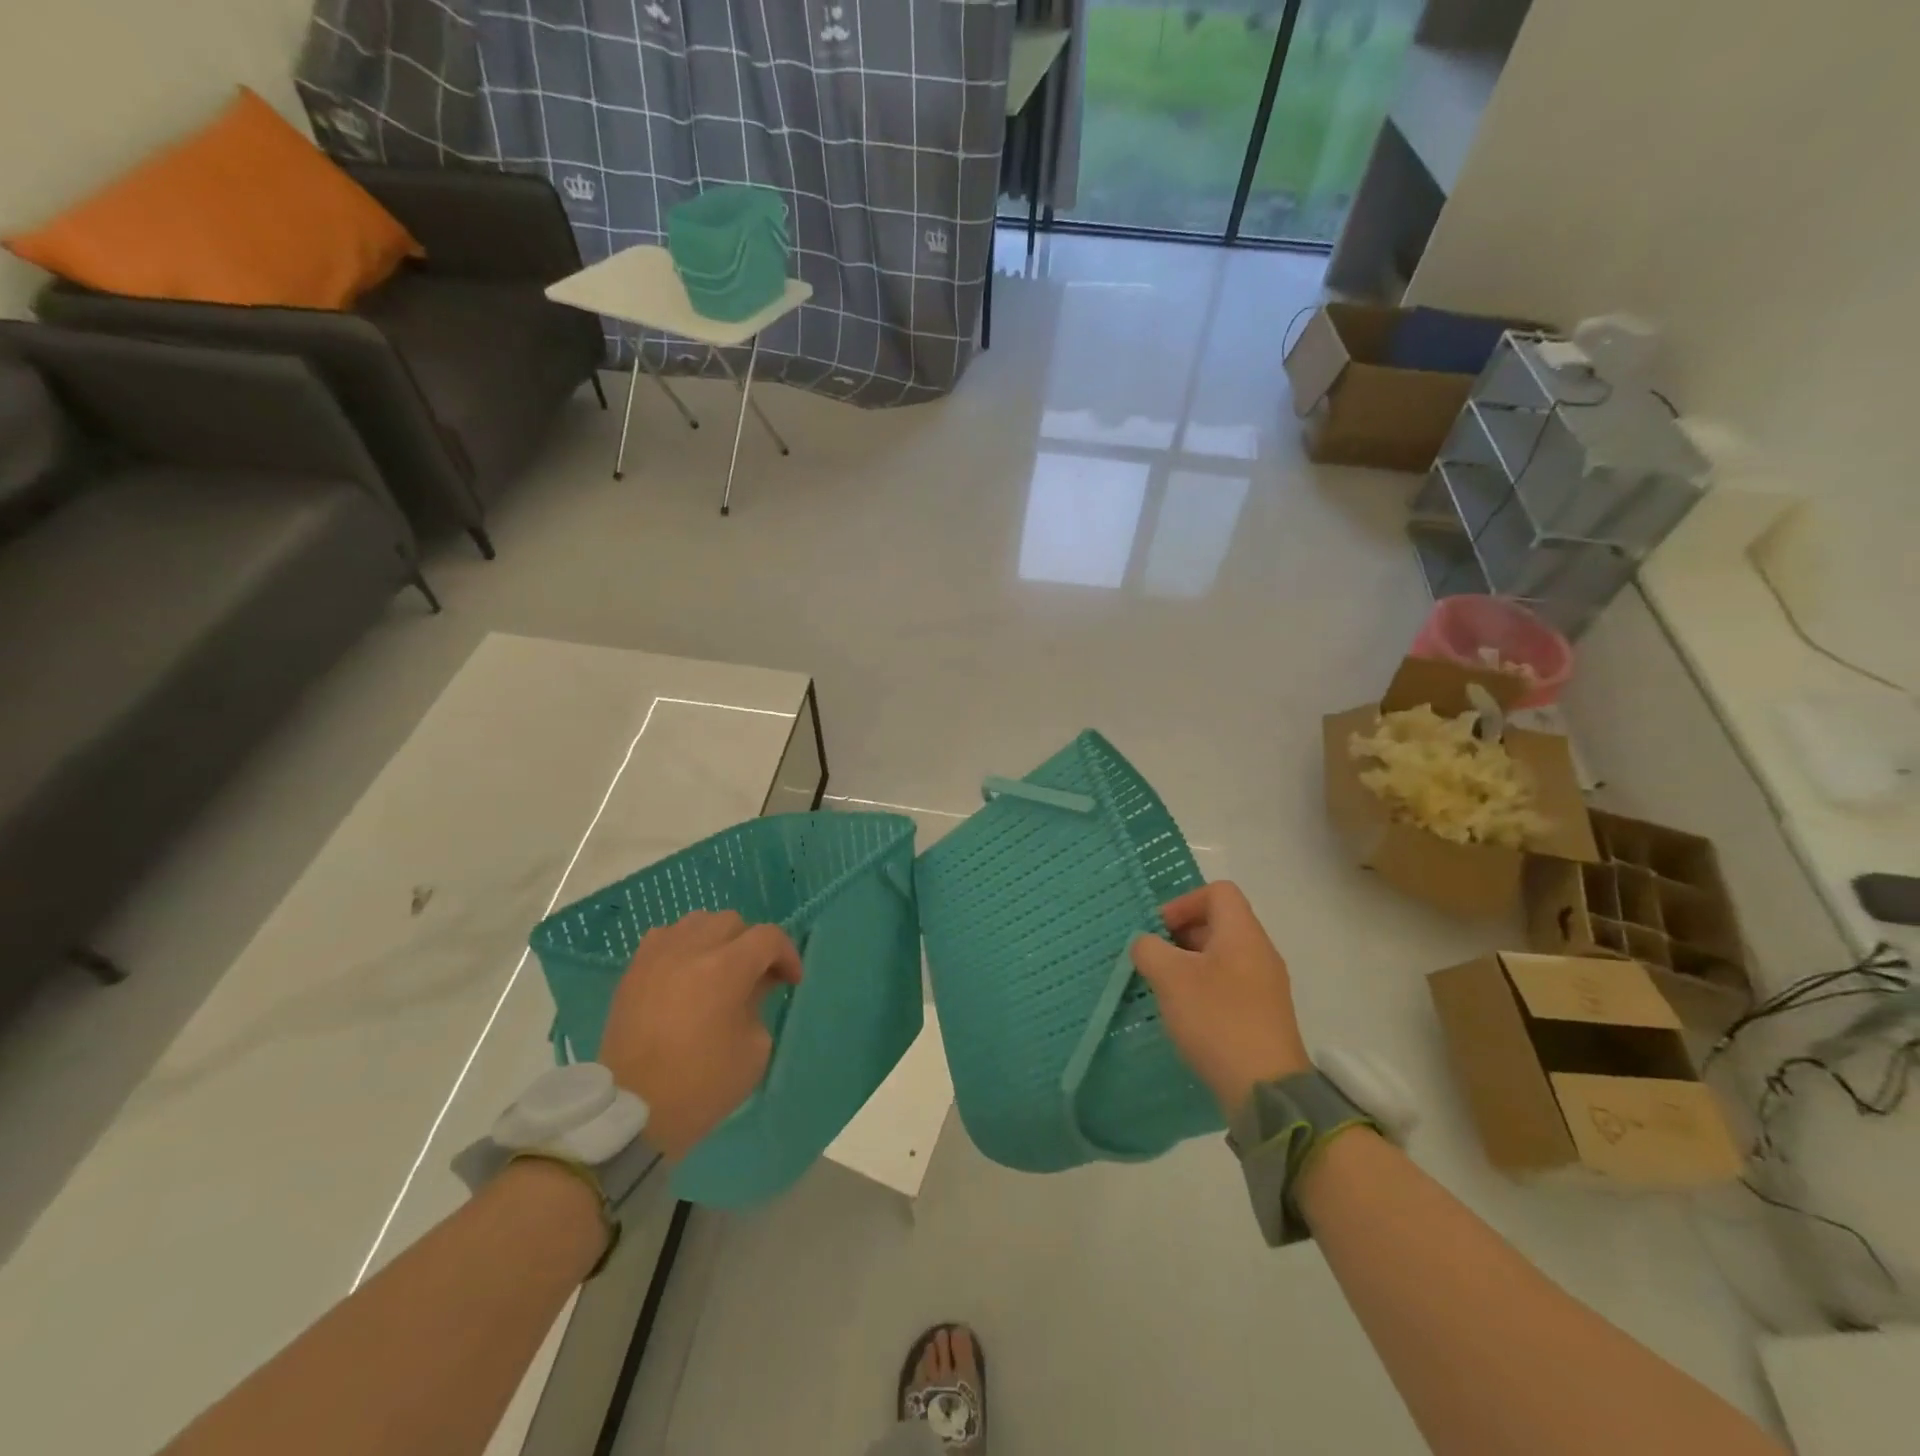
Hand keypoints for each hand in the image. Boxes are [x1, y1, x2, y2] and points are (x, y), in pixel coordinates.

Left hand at [597, 910, 801, 1158]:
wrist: (632, 1111)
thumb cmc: (701, 1086)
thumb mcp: (753, 1050)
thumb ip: (759, 1004)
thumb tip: (754, 985)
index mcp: (726, 969)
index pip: (768, 937)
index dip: (787, 954)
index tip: (791, 981)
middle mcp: (691, 950)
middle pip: (732, 922)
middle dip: (752, 945)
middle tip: (756, 976)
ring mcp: (658, 957)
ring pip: (697, 921)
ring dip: (717, 939)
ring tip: (719, 969)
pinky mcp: (633, 971)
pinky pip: (665, 936)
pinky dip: (683, 945)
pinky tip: (685, 971)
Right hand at [1129, 882, 1310, 1117]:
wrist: (1265, 1088)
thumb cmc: (1216, 1019)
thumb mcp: (1170, 977)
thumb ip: (1149, 949)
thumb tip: (1145, 945)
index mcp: (1243, 933)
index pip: (1217, 891)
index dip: (1183, 902)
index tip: (1159, 931)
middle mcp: (1259, 952)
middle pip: (1218, 922)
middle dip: (1180, 935)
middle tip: (1154, 960)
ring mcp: (1265, 984)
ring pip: (1221, 955)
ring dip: (1188, 964)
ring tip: (1163, 988)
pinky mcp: (1262, 1014)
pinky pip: (1229, 983)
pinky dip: (1203, 988)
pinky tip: (1185, 1013)